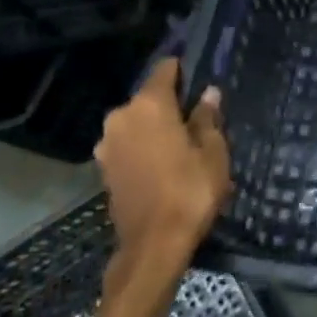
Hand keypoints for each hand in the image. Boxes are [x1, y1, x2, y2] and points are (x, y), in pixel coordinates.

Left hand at [93, 58, 230, 284]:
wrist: (152, 246)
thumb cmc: (189, 191)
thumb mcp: (212, 152)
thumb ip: (207, 118)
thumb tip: (208, 93)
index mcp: (149, 104)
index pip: (165, 69)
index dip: (183, 69)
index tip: (199, 76)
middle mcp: (122, 116)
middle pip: (149, 97)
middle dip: (170, 103)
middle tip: (196, 117)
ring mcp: (108, 144)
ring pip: (137, 122)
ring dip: (155, 127)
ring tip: (181, 143)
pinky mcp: (103, 169)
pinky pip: (128, 145)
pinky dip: (144, 147)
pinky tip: (163, 162)